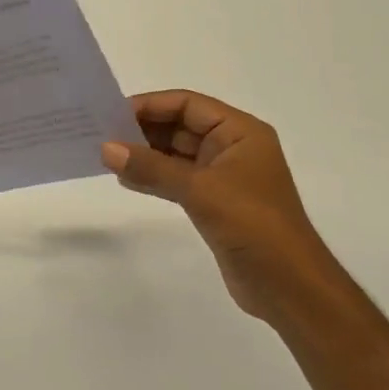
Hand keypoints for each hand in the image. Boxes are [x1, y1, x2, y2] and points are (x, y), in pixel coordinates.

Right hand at [101, 90, 341, 321]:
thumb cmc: (252, 224)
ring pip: (176, 154)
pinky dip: (152, 177)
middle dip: (142, 129)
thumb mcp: (200, 190)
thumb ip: (152, 167)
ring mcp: (223, 177)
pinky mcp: (213, 203)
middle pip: (180, 126)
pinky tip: (125, 180)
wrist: (287, 285)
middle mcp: (232, 148)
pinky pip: (176, 180)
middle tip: (100, 135)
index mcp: (240, 132)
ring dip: (144, 154)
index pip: (188, 104)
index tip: (111, 114)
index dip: (150, 105)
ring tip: (106, 156)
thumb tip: (106, 149)